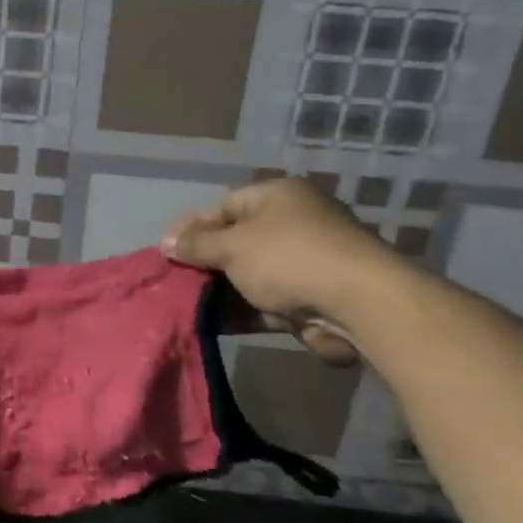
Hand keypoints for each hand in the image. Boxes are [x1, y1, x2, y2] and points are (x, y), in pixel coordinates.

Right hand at [161, 178, 403, 364]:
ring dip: (219, 291)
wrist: (357, 304)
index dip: (191, 226)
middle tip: (172, 280)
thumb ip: (196, 245)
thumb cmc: (288, 258)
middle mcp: (292, 224)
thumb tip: (165, 241)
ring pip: (249, 275)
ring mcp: (303, 263)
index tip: (165, 249)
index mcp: (277, 198)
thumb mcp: (232, 246)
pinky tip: (210, 324)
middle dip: (204, 262)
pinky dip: (240, 311)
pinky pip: (264, 302)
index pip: (223, 205)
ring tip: (183, 306)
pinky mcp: (309, 299)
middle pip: (236, 241)